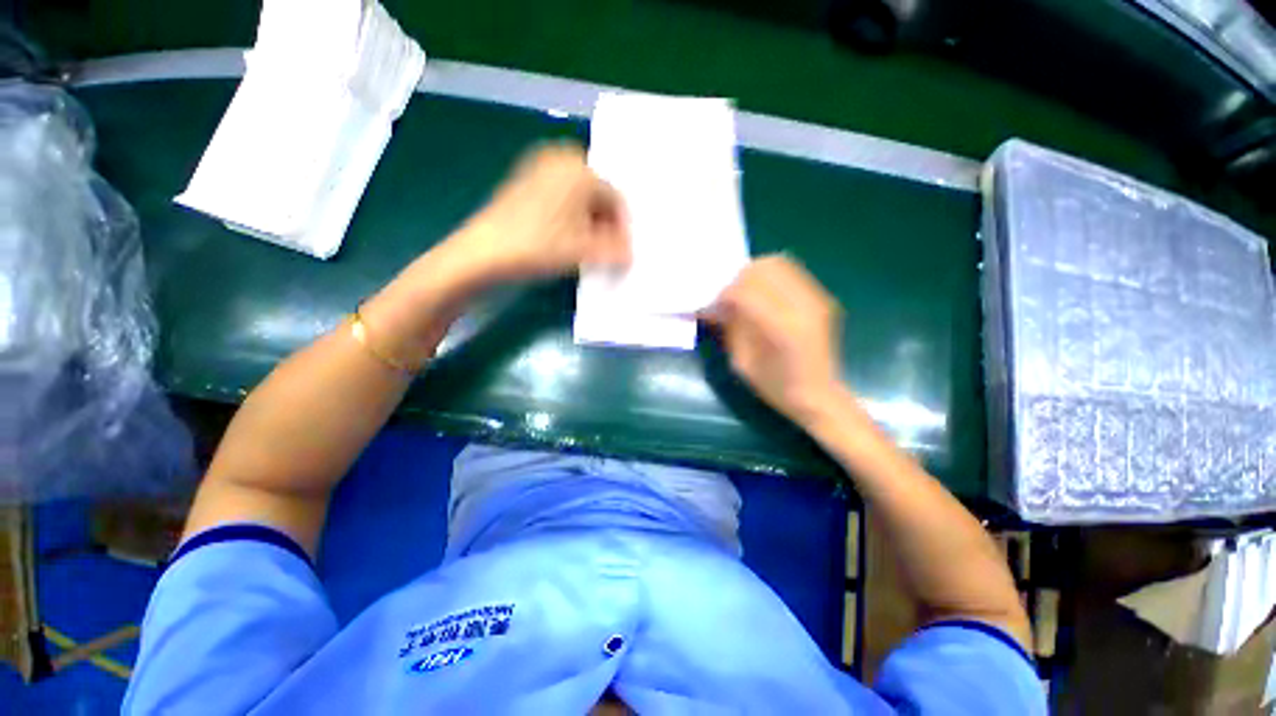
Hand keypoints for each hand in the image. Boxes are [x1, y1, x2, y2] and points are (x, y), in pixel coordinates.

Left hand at [449, 143, 630, 281]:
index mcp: (580, 170)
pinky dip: (568, 216)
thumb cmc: (540, 246)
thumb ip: (615, 251)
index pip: (616, 199)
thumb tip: (629, 253)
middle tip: (604, 249)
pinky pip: (559, 197)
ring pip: (578, 197)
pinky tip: (564, 238)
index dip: (622, 228)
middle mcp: (561, 160)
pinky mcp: (524, 181)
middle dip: (605, 224)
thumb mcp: (585, 252)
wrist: (485, 252)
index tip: (621, 252)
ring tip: (585, 248)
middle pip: (597, 195)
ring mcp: (539, 168)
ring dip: (588, 222)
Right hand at [703, 255, 845, 426]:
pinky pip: (791, 273)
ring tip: (743, 294)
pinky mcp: (821, 298)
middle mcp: (802, 306)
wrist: (818, 396)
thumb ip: (731, 328)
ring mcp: (816, 299)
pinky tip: (762, 295)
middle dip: (738, 280)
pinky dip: (770, 278)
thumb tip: (715, 305)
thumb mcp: (743, 362)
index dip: (723, 295)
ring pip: (779, 264)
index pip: (744, 292)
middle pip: (763, 269)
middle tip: (727, 298)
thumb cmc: (776, 387)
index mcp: (781, 328)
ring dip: (754, 275)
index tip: (712, 306)